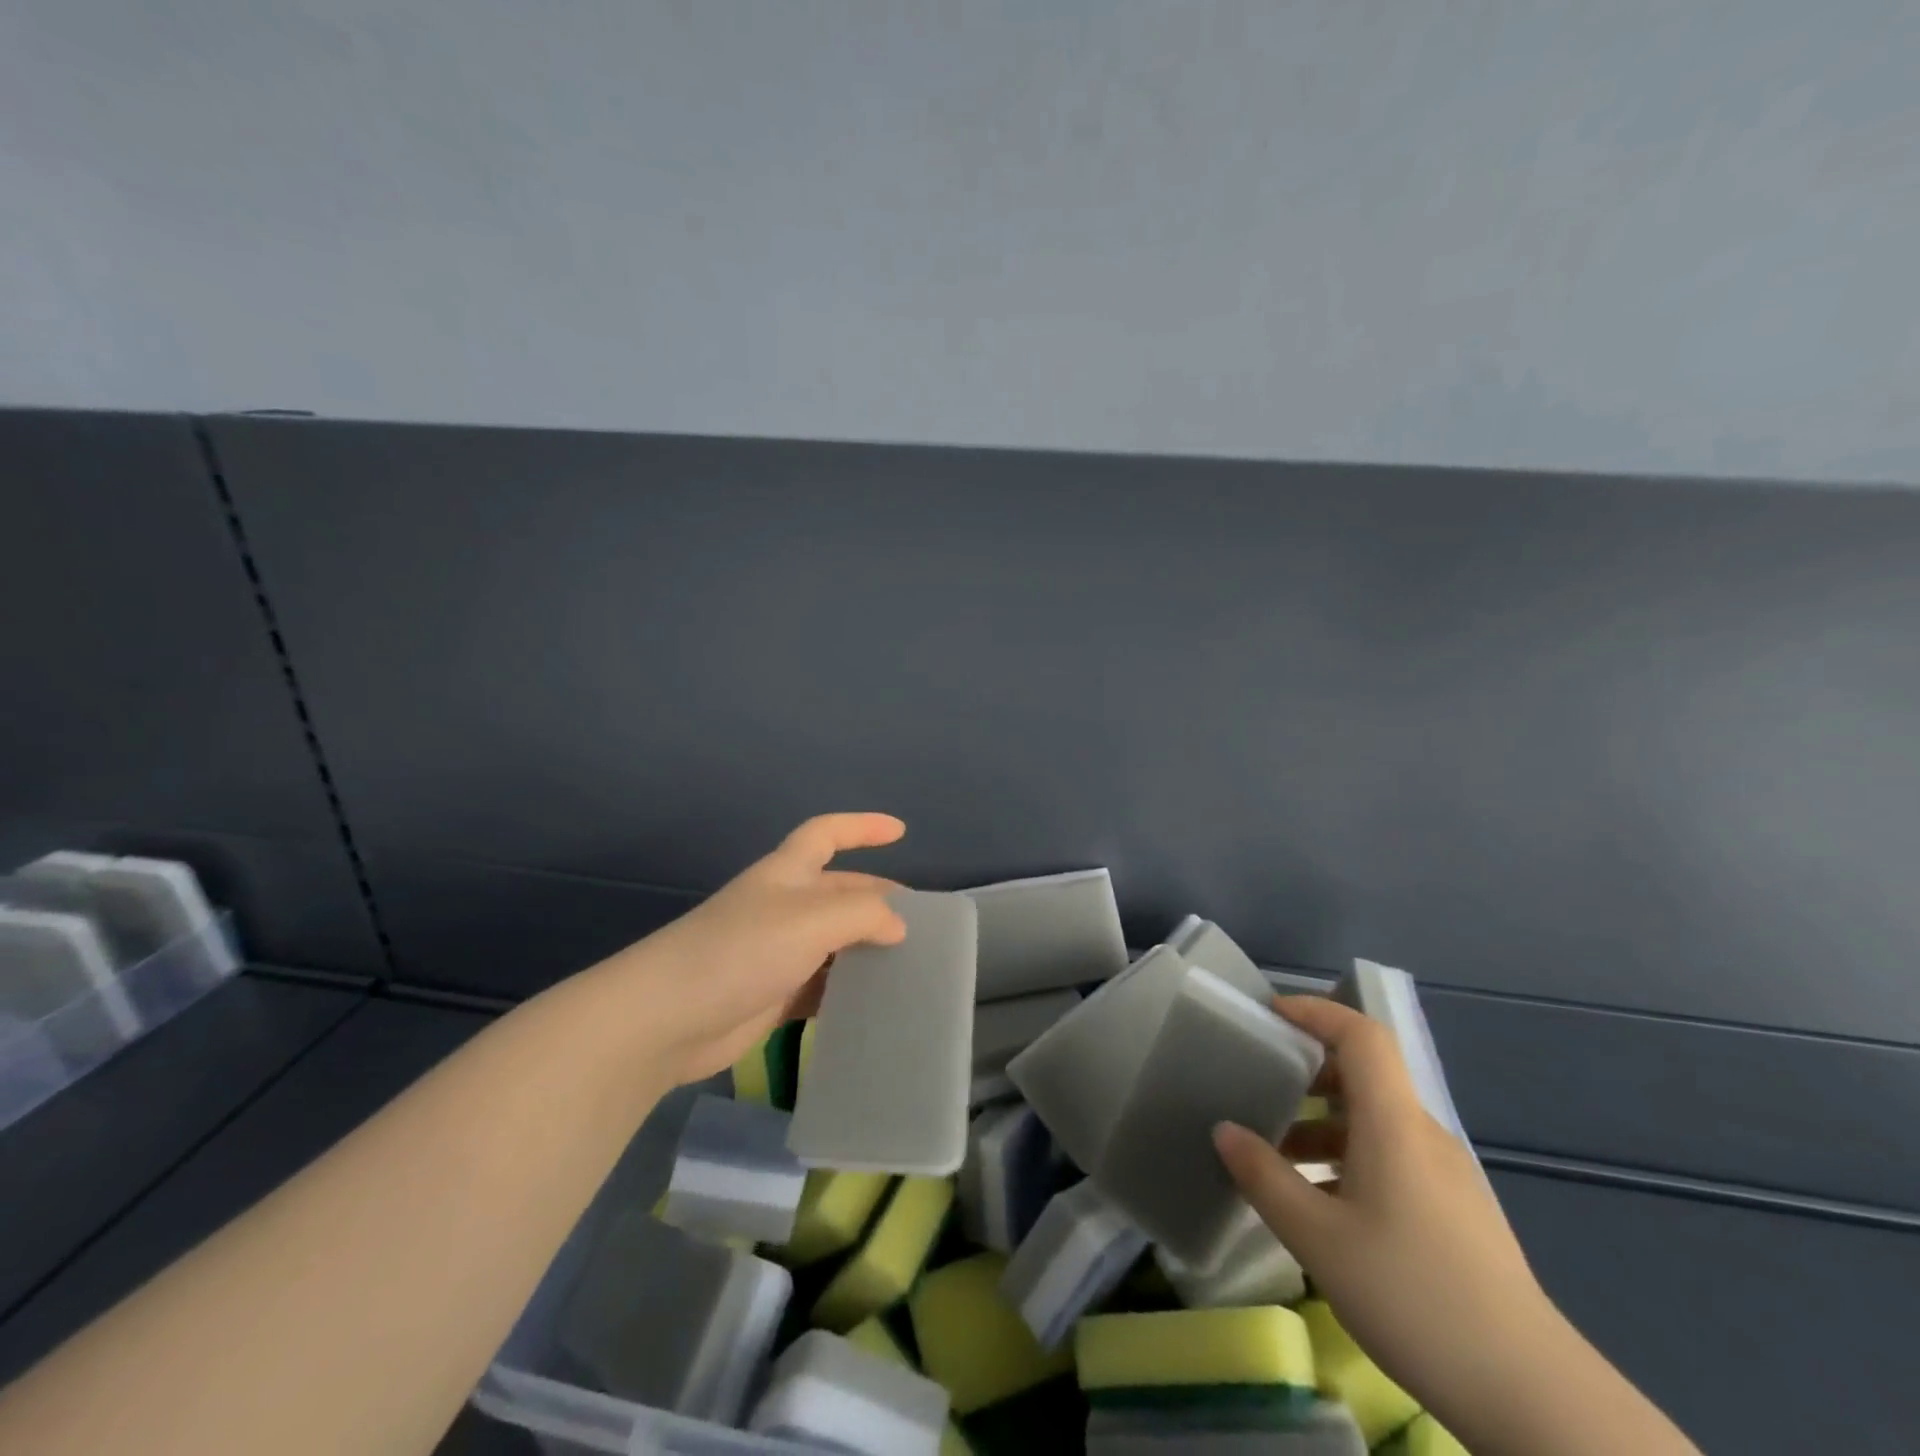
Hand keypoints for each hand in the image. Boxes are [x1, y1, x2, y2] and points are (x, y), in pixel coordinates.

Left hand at [580, 813, 908, 1087]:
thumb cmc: (742, 950)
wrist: (667, 1019)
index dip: (863, 826)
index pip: (827, 832)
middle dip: (877, 899)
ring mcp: (775, 951)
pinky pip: (819, 985)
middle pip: (838, 891)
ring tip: (907, 965)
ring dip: (865, 948)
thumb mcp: (812, 919)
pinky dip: (845, 989)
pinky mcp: (770, 994)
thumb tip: (898, 925)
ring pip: (832, 941)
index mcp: (787, 873)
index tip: (901, 831)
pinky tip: (871, 1003)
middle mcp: (782, 906)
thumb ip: (864, 913)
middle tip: (920, 923)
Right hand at [1212, 997, 1552, 1432]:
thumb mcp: (1318, 1238)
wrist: (1535, 1399)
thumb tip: (1225, 1131)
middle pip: (1366, 1075)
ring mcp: (1448, 1176)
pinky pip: (1394, 1158)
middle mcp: (1424, 1135)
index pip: (1361, 1036)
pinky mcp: (1459, 1213)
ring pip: (1377, 1122)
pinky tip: (1326, 1208)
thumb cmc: (1414, 1297)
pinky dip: (1350, 1158)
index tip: (1269, 1015)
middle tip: (1261, 1088)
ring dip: (1324, 1125)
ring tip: (1279, 1160)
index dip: (1316, 1011)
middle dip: (1309, 1073)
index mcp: (1395, 1124)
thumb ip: (1264, 1177)